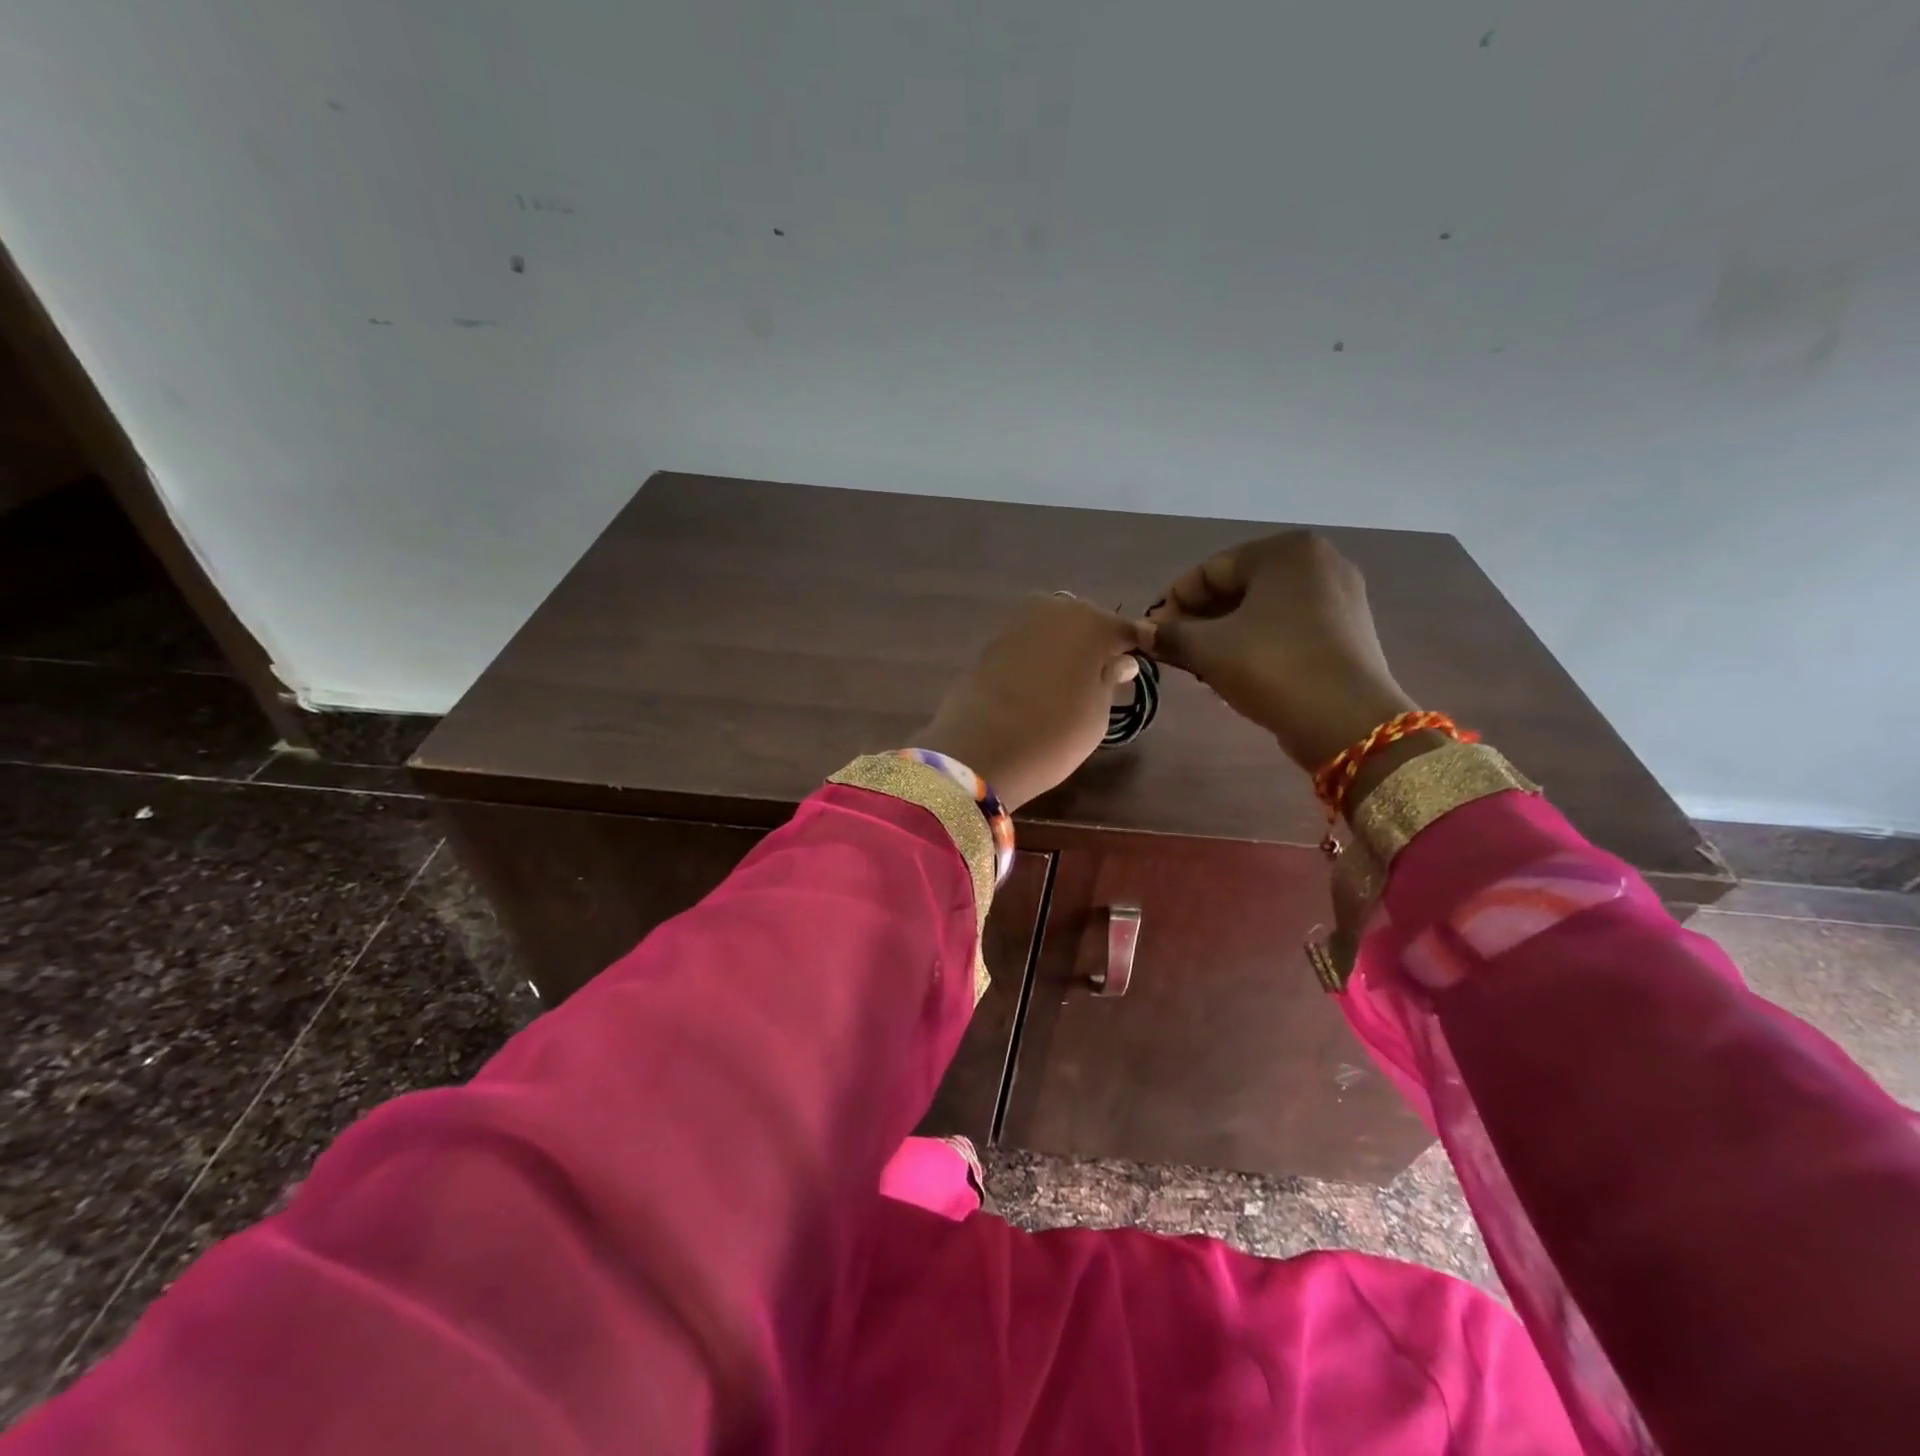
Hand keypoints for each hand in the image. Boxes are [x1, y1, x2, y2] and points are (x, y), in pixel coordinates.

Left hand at [918, 594, 1147, 810]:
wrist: (978, 750)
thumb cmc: (1054, 734)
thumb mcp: (1097, 715)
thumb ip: (1110, 680)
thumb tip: (1120, 661)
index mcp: (1092, 623)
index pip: (1126, 629)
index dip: (1135, 646)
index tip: (1142, 662)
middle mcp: (1055, 610)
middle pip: (1086, 621)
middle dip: (1096, 642)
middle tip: (1104, 674)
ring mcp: (1018, 622)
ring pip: (1054, 628)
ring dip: (1065, 647)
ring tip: (1071, 682)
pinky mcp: (990, 641)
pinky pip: (1028, 642)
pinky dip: (1038, 656)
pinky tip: (1040, 682)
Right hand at [1144, 531, 1417, 772]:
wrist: (1346, 721)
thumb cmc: (1272, 667)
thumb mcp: (1208, 649)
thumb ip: (1169, 634)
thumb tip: (1141, 633)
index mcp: (1285, 550)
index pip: (1209, 571)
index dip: (1172, 603)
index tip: (1151, 636)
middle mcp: (1317, 561)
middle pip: (1237, 587)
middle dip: (1199, 620)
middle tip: (1173, 652)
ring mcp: (1339, 595)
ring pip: (1261, 609)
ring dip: (1224, 634)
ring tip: (1199, 666)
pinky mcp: (1347, 629)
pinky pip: (1287, 626)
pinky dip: (1256, 642)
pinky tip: (1236, 670)